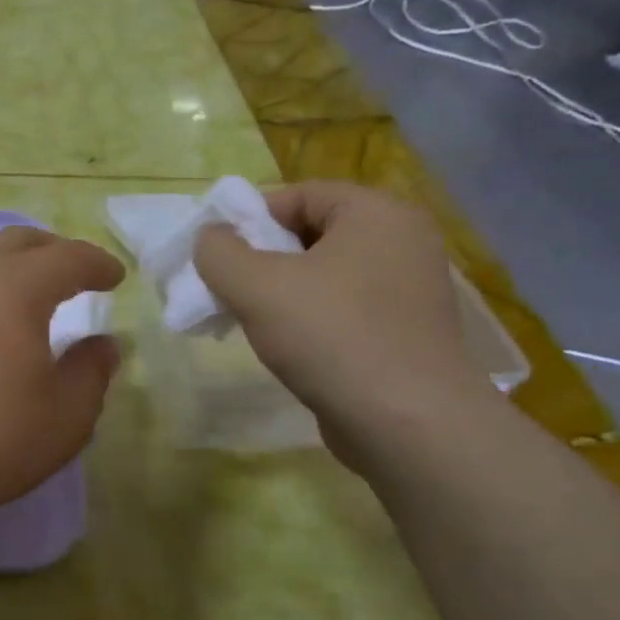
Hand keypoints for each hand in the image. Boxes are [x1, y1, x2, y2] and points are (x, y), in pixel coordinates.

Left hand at [0, 227, 123, 524]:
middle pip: (16, 242)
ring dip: (9, 270)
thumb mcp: (64, 416)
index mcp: (16, 287)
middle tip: (74, 274)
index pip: (67, 258)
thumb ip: (91, 372)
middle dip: (52, 250)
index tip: (116, 277)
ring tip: (26, 300)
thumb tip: (102, 344)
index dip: (97, 263)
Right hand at [193, 182, 493, 453]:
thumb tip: (210, 239)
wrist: (408, 424)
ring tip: (247, 321)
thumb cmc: (331, 336)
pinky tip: (284, 347)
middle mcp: (403, 242)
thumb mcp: (255, 285)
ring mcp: (409, 291)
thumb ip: (219, 252)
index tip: (216, 254)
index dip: (249, 218)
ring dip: (279, 293)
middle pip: (311, 235)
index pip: (299, 195)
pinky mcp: (406, 334)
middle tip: (226, 289)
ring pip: (325, 276)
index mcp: (377, 213)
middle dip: (260, 259)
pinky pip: (344, 310)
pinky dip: (309, 320)